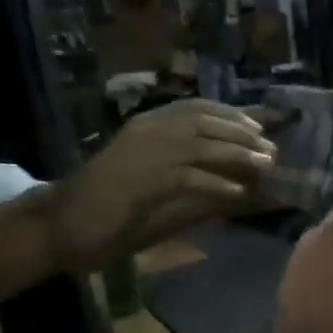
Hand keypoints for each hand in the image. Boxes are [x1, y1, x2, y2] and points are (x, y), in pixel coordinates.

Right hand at [48, 100, 274, 272]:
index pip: (195, 107)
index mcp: (146, 126)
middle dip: (242, 133)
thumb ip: (193, 176)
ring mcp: (142, 153)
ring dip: (238, 153)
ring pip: (200, 143)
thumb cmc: (110, 208)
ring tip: (266, 165)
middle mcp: (146, 131)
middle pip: (204, 120)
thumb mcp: (156, 186)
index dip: (231, 114)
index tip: (259, 125)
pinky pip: (188, 176)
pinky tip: (238, 193)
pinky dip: (217, 182)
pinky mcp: (141, 180)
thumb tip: (239, 181)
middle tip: (271, 149)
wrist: (61, 225)